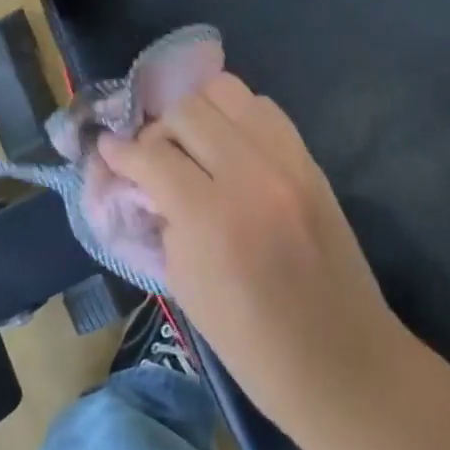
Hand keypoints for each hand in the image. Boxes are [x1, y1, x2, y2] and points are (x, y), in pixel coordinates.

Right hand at [100, 76, 399, 428]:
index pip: (152, 155)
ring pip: (227, 91)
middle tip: (152, 155)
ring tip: (191, 142)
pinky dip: (236, 116)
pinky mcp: (309, 158)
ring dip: (198, 110)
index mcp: (212, 217)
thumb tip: (142, 179)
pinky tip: (228, 144)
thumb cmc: (251, 342)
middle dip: (158, 128)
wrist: (341, 359)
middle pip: (187, 109)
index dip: (121, 151)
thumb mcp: (184, 284)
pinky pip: (263, 108)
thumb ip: (161, 218)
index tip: (108, 150)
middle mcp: (251, 172)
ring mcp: (287, 159)